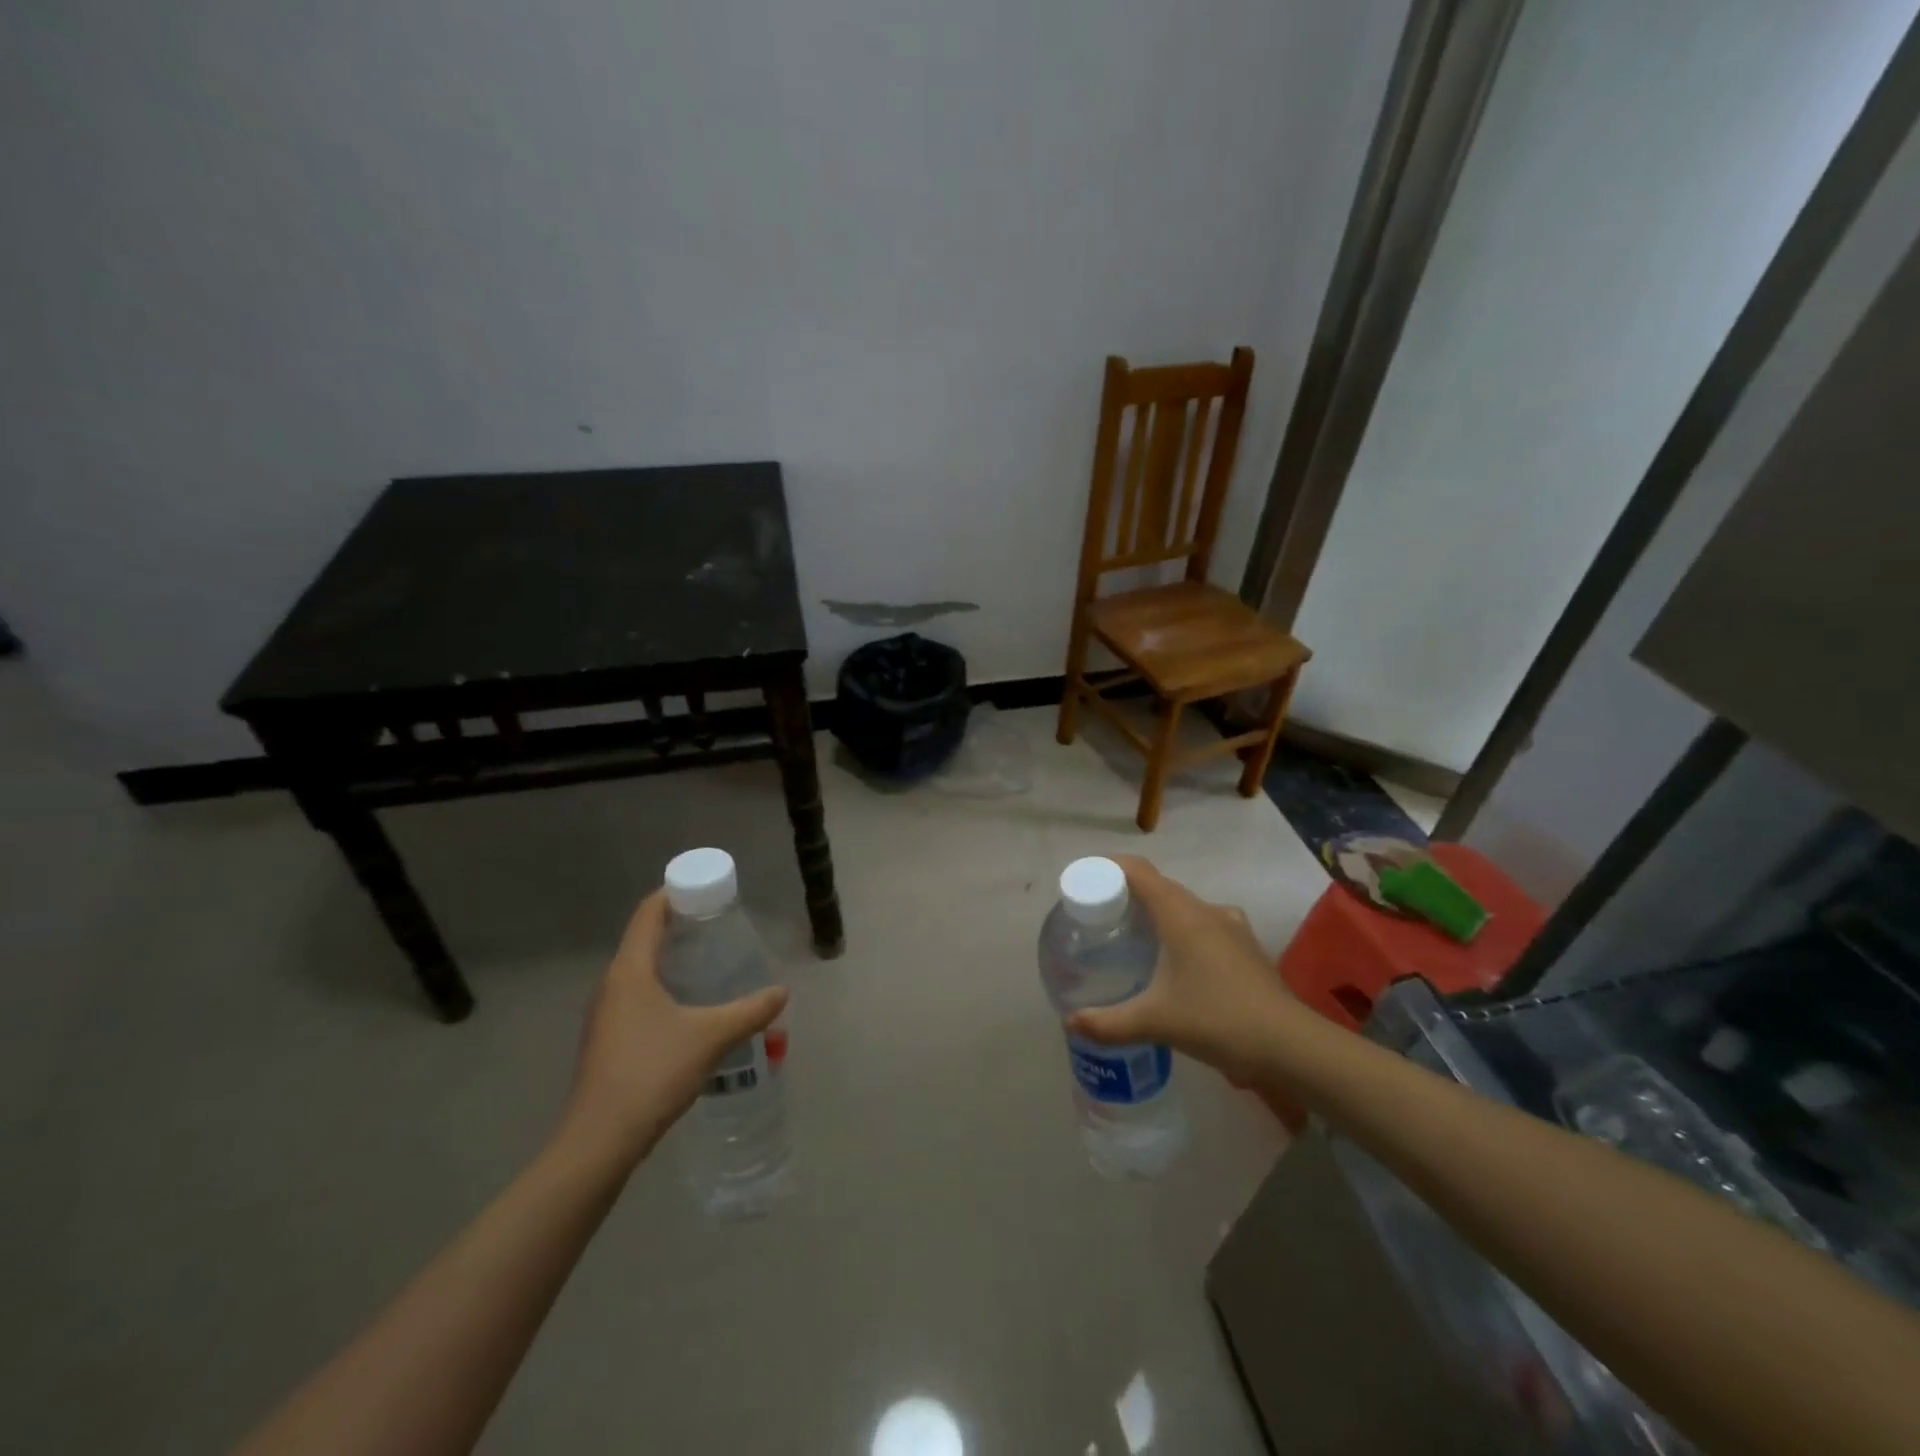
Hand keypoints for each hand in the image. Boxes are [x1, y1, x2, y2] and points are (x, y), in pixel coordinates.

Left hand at [558, 891, 787, 1168]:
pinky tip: (690, 1008)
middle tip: (720, 926)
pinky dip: (664, 988)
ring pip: (640, 971)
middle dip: (680, 926)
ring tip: (710, 963)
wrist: (599, 1141)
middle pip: (644, 938)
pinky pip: (638, 997)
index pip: (648, 913)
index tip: (707, 890)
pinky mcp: (607, 1041)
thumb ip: (750, 1011)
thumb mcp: (711, 1037)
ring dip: (672, 960)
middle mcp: (612, 985)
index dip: (675, 894)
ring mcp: (605, 1015)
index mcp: (630, 970)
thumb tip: (781, 993)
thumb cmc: (651, 1073)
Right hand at [1067, 856, 1293, 1081]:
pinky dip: (1184, 932)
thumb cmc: (1217, 1020)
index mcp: (1181, 914)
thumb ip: (1108, 1022)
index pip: (1139, 871)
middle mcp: (1206, 911)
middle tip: (1102, 915)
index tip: (1086, 879)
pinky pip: (1206, 926)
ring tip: (1136, 937)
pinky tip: (1178, 962)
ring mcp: (1232, 927)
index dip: (1110, 867)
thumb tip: (1070, 1023)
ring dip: (1159, 914)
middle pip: (1160, 887)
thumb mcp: (1155, 1022)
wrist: (1291, 1046)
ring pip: (1186, 907)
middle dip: (1129, 894)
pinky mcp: (1247, 948)